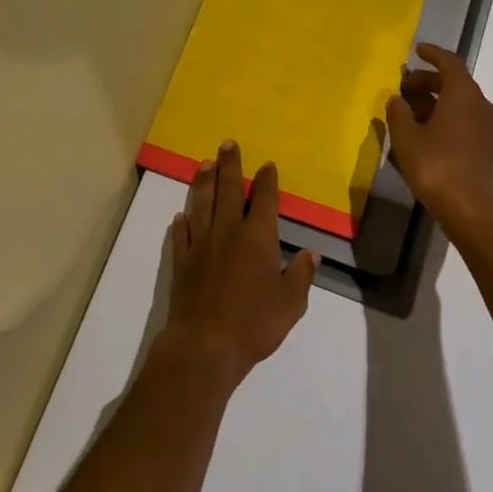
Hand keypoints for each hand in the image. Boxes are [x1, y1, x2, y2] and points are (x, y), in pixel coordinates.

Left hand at [160, 141, 318, 387]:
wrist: (204, 346)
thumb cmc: (254, 324)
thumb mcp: (290, 304)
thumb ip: (301, 275)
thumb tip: (311, 254)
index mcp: (258, 237)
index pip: (265, 200)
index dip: (267, 181)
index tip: (267, 165)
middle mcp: (228, 231)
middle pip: (229, 189)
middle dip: (230, 165)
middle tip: (228, 144)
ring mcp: (201, 244)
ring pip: (202, 204)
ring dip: (204, 182)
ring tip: (204, 165)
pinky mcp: (181, 262)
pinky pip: (181, 235)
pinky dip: (182, 223)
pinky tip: (181, 215)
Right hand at [385, 43, 492, 234]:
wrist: (472, 209)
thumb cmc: (437, 165)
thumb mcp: (406, 138)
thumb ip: (398, 113)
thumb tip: (396, 99)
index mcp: (464, 94)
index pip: (450, 62)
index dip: (432, 54)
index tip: (416, 50)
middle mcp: (482, 105)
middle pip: (455, 84)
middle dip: (428, 82)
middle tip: (404, 87)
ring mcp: (490, 129)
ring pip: (460, 105)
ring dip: (436, 103)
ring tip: (409, 112)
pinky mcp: (490, 149)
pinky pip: (466, 122)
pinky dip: (446, 119)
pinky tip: (425, 133)